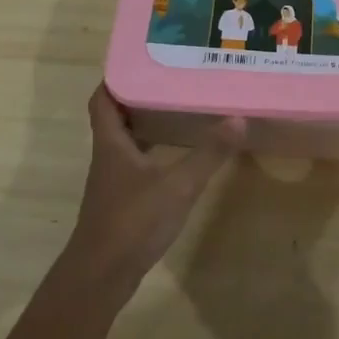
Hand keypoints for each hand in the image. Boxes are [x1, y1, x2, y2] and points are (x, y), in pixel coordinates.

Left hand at [65, 86, 244, 291]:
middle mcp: (107, 157)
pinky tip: (175, 157)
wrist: (100, 277)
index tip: (141, 61)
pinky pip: (135, 165)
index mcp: (111, 143)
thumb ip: (208, 154)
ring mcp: (112, 182)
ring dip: (146, 125)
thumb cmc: (133, 222)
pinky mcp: (121, 203)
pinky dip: (152, 152)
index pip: (103, 99)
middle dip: (138, 97)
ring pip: (126, 142)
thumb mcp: (178, 185)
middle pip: (115, 118)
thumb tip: (238, 119)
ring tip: (178, 110)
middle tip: (170, 81)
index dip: (115, 78)